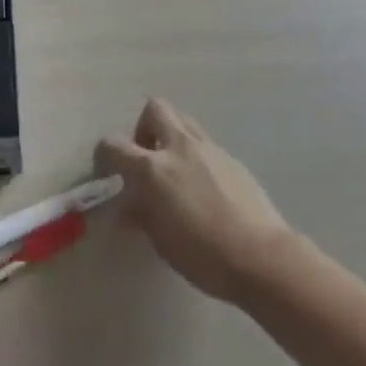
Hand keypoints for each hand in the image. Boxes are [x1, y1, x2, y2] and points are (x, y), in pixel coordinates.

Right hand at [95, 97, 292, 304]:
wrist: (260, 256)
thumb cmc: (203, 255)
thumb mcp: (161, 240)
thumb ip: (140, 215)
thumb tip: (127, 207)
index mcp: (153, 168)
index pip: (114, 144)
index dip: (104, 155)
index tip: (108, 173)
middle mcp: (178, 147)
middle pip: (154, 109)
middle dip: (144, 128)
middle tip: (146, 159)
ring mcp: (208, 148)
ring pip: (182, 120)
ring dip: (171, 136)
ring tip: (174, 171)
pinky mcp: (230, 157)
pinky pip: (204, 144)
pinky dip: (195, 155)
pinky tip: (203, 188)